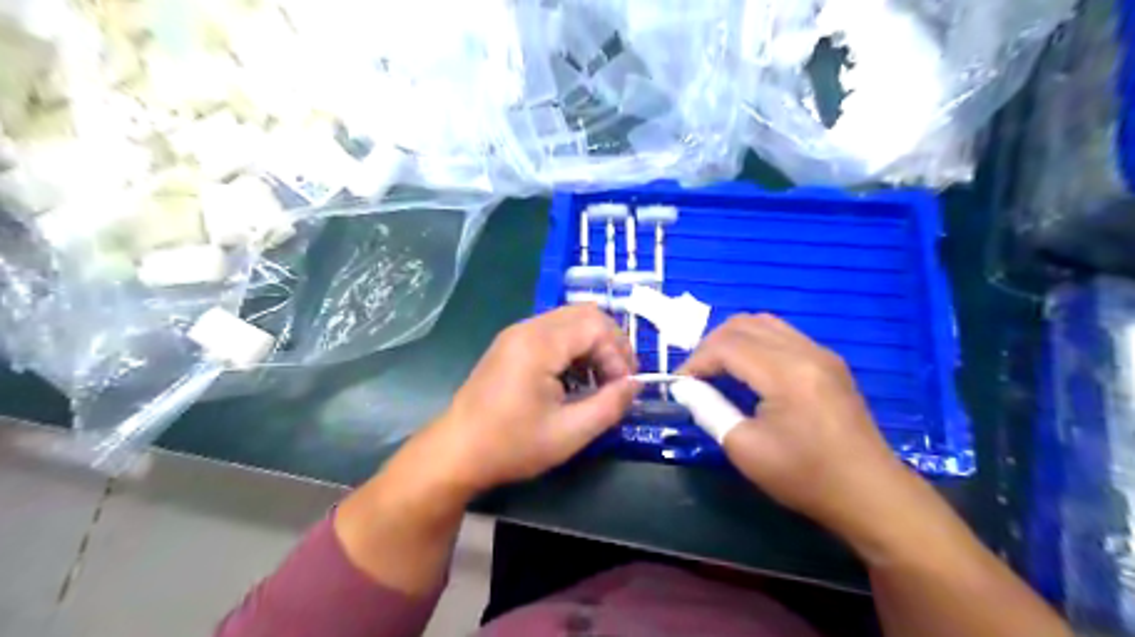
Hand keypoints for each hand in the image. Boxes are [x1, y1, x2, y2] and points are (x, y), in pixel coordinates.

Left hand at [417, 305, 634, 495]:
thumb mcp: (570, 433)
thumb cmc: (511, 445)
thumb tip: (635, 385)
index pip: (596, 326)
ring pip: (570, 321)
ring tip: (599, 381)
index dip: (619, 353)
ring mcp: (516, 334)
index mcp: (539, 343)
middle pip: (585, 314)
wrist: (456, 452)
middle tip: (619, 378)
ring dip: (593, 345)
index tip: (624, 388)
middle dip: (610, 343)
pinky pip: (553, 332)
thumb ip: (610, 405)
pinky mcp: (511, 345)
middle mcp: (527, 328)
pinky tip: (574, 380)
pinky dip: (574, 348)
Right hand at [678, 313, 915, 536]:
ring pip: (764, 323)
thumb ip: (709, 410)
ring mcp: (821, 353)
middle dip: (711, 345)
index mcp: (786, 373)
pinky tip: (749, 371)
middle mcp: (805, 351)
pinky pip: (782, 335)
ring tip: (718, 369)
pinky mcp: (829, 362)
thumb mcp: (745, 448)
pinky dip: (755, 343)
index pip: (726, 346)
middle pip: (743, 324)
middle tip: (696, 375)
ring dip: (733, 340)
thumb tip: (685, 388)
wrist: (871, 494)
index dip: (696, 360)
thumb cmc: (805, 477)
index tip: (679, 383)